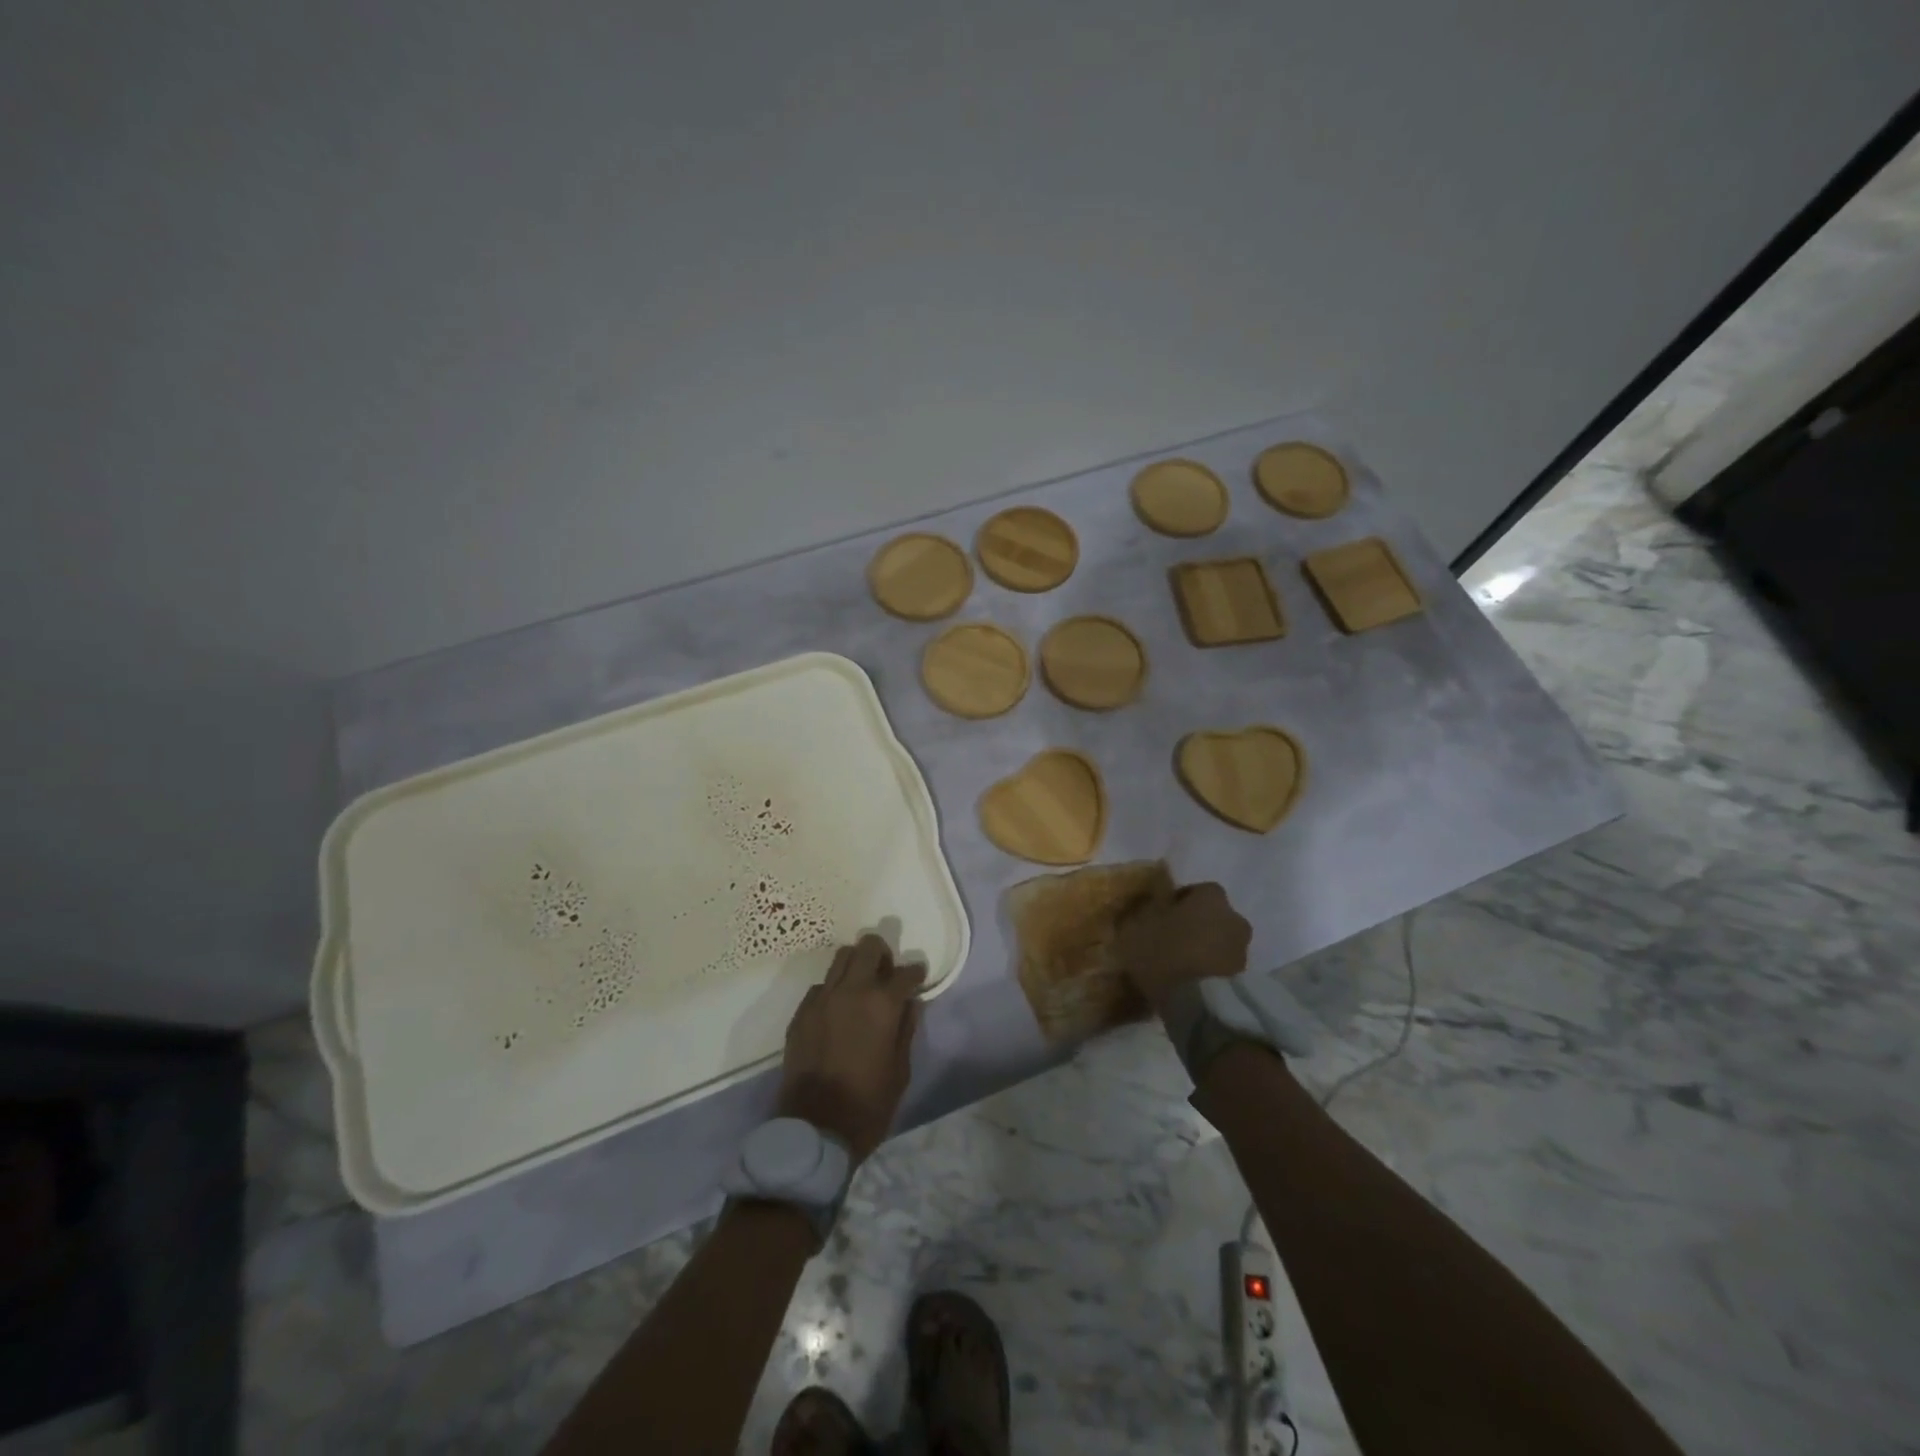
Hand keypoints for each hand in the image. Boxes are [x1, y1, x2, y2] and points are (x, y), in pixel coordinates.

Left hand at [777, 934, 925, 1163]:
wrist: (814, 1130)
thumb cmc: (868, 1105)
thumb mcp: (900, 1070)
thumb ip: (906, 1029)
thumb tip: (910, 1003)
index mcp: (882, 1004)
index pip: (906, 972)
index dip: (916, 974)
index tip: (918, 979)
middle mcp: (851, 990)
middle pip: (868, 947)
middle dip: (882, 954)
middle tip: (887, 973)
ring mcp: (821, 999)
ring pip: (841, 957)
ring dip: (856, 964)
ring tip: (862, 984)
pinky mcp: (801, 1013)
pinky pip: (822, 985)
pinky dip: (834, 988)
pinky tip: (838, 1009)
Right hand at [1112, 881, 1251, 1011]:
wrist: (1200, 1005)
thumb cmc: (1165, 955)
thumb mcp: (1135, 928)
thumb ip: (1141, 912)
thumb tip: (1144, 906)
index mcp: (1211, 897)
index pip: (1196, 891)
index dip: (1177, 903)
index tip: (1160, 917)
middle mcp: (1234, 918)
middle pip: (1211, 917)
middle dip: (1194, 925)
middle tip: (1170, 941)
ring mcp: (1243, 950)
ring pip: (1219, 942)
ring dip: (1204, 949)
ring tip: (1179, 966)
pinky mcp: (1246, 979)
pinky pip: (1222, 966)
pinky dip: (1210, 970)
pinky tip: (1191, 983)